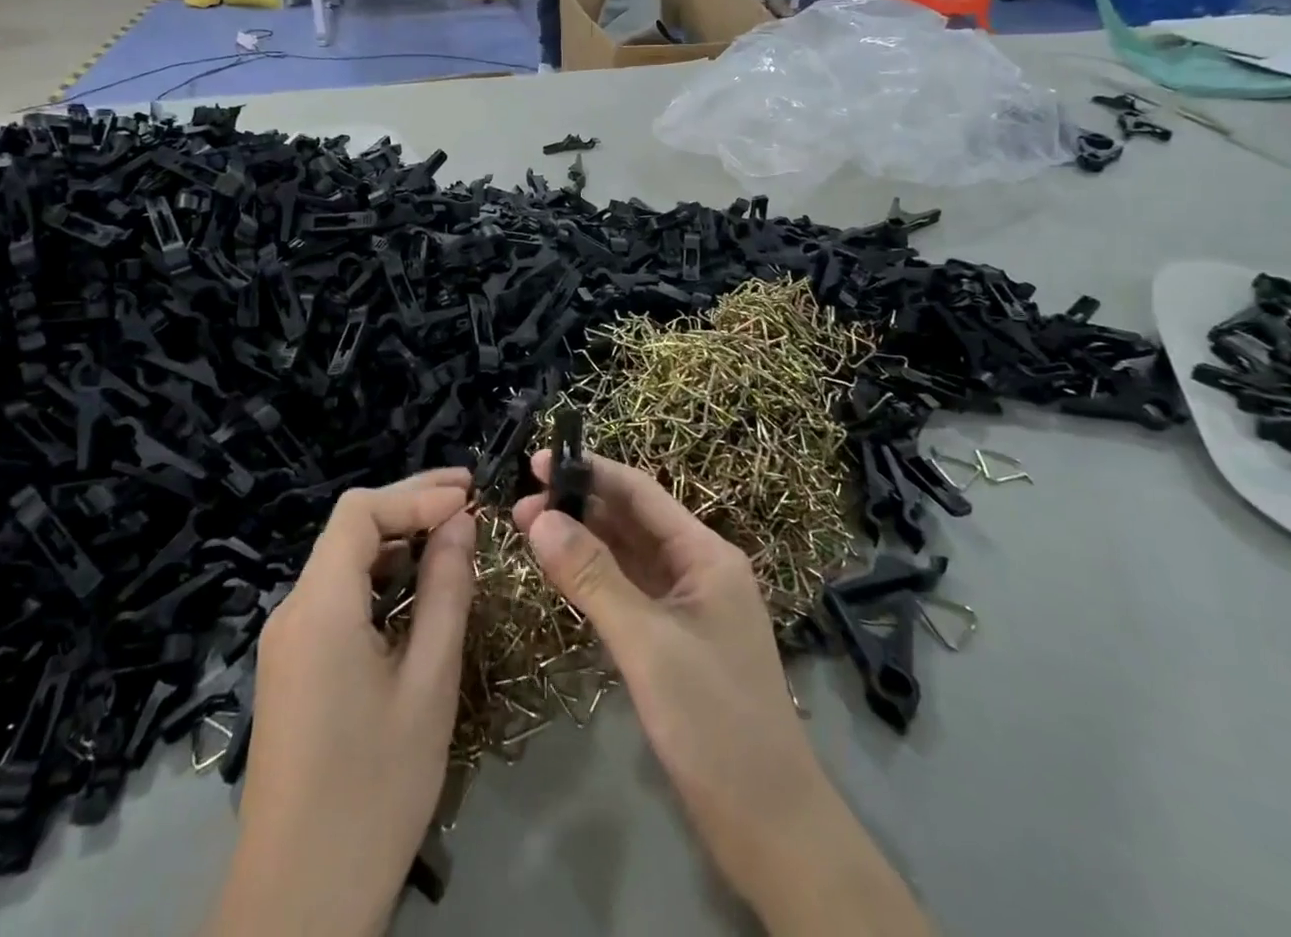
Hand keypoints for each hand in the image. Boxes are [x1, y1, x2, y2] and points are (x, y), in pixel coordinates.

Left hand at [211, 469, 474, 936]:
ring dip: (398, 540)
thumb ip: (446, 591)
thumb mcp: (429, 684)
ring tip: (454, 536)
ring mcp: (287, 640)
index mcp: (319, 607)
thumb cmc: (374, 790)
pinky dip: (380, 577)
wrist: (297, 904)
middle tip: (471, 499)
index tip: (471, 498)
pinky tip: (417, 590)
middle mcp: (293, 609)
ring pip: (343, 561)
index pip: (360, 511)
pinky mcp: (293, 666)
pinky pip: (337, 597)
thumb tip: (461, 522)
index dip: (417, 494)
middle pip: (349, 529)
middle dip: (410, 506)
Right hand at [514, 453, 928, 935]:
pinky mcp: (675, 640)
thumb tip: (540, 517)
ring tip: (528, 530)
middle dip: (578, 506)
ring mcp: (688, 606)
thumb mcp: (647, 643)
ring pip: (628, 556)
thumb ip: (593, 576)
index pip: (641, 492)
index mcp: (706, 554)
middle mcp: (699, 569)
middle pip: (632, 520)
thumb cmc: (714, 721)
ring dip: (582, 541)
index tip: (536, 463)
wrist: (770, 827)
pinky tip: (562, 574)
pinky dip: (595, 578)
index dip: (589, 472)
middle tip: (520, 503)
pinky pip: (629, 591)